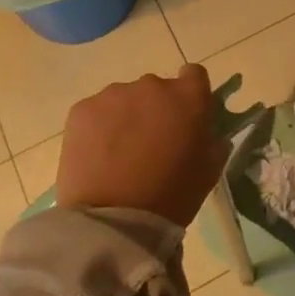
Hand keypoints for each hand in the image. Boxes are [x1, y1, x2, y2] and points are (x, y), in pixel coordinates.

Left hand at [56, 66, 225, 225]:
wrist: (113, 220)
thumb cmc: (171, 197)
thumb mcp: (208, 171)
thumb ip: (212, 141)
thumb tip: (206, 132)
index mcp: (188, 97)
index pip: (194, 75)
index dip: (190, 94)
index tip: (184, 117)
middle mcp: (152, 85)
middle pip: (156, 89)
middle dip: (155, 110)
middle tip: (150, 144)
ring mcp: (114, 94)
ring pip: (123, 100)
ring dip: (125, 118)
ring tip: (119, 155)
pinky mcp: (82, 109)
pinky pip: (96, 112)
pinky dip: (98, 128)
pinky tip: (97, 157)